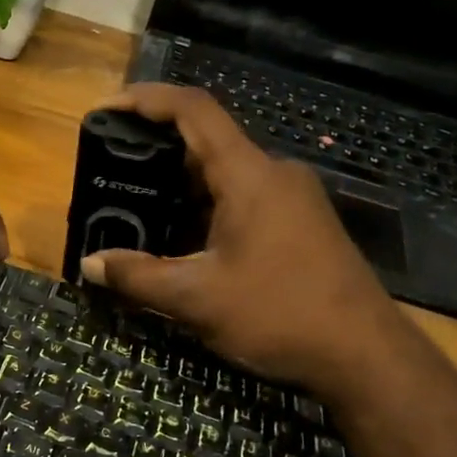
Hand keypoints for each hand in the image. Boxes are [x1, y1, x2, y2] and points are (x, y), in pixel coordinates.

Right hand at [79, 84, 409, 394]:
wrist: (366, 356)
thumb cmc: (280, 315)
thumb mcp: (197, 299)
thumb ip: (138, 276)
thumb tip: (89, 264)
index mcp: (249, 175)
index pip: (194, 110)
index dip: (146, 100)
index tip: (107, 108)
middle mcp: (274, 174)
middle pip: (207, 141)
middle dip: (155, 151)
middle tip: (112, 170)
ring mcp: (292, 199)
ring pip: (225, 174)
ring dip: (180, 186)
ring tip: (136, 207)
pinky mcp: (301, 224)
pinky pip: (243, 199)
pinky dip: (205, 208)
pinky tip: (181, 240)